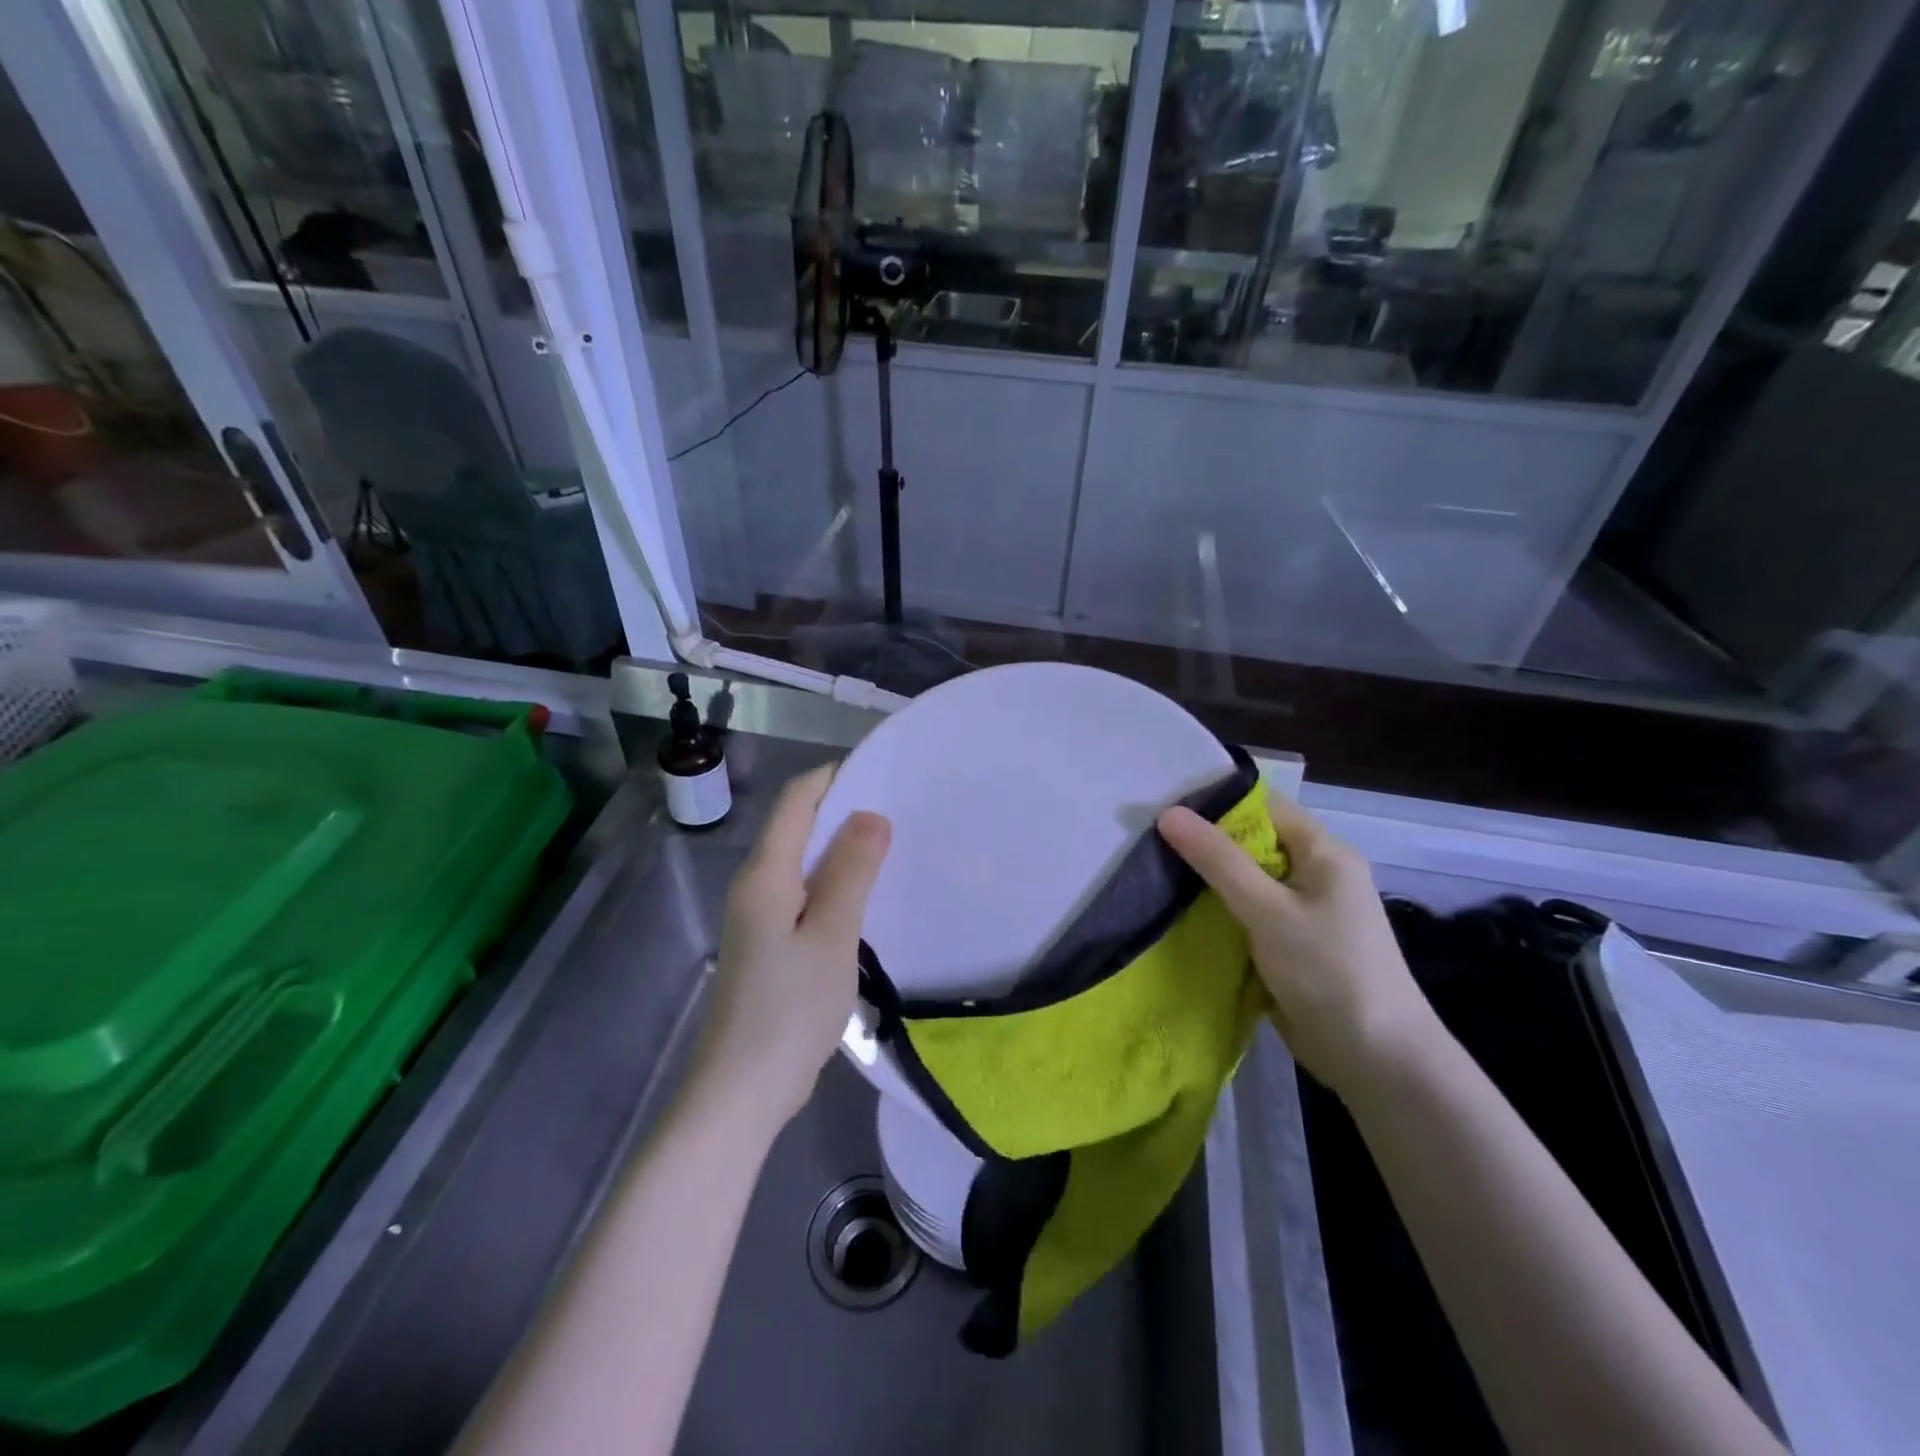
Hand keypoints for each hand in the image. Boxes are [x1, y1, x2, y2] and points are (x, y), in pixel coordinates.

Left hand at [700, 765, 892, 1128]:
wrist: (742, 1092)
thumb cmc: (790, 1009)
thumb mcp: (832, 935)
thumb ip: (852, 872)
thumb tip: (871, 814)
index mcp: (766, 875)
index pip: (797, 801)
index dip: (834, 776)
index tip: (882, 770)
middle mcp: (755, 886)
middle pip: (797, 827)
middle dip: (844, 810)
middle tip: (899, 807)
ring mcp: (758, 917)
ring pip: (802, 863)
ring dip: (841, 850)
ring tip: (890, 846)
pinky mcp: (767, 945)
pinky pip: (803, 894)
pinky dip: (834, 884)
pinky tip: (864, 897)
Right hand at [1158, 792, 1438, 1096]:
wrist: (1377, 1061)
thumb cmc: (1328, 971)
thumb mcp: (1267, 910)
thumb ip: (1218, 860)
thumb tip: (1167, 813)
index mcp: (1323, 852)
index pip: (1264, 807)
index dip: (1215, 803)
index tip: (1164, 808)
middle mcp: (1316, 874)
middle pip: (1252, 843)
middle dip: (1205, 844)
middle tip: (1149, 841)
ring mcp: (1304, 912)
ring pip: (1246, 881)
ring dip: (1208, 881)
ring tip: (1154, 872)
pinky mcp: (1291, 944)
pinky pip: (1248, 914)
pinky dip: (1219, 912)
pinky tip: (1179, 913)